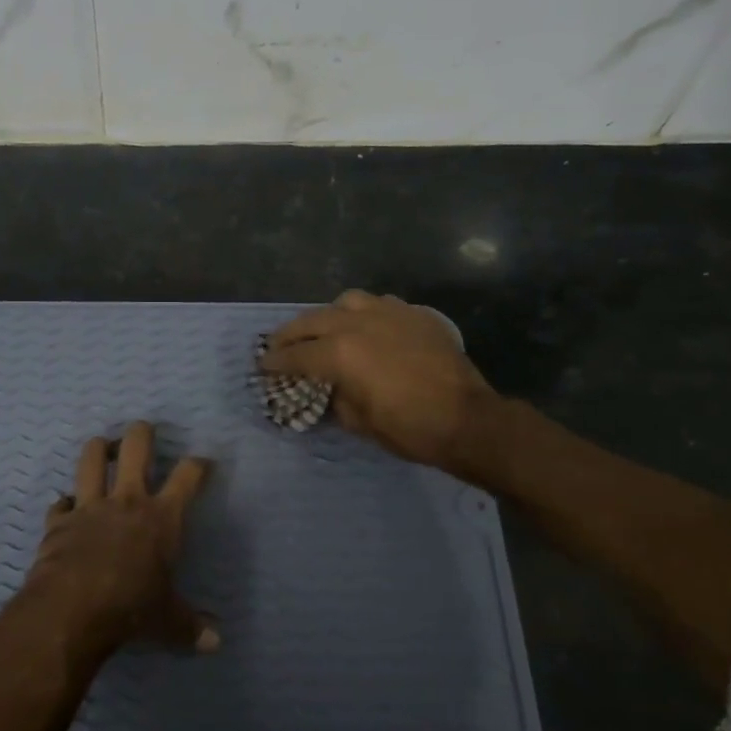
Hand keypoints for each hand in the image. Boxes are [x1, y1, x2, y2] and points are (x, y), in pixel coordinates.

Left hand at [23, 420, 218, 653]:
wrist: (73, 609)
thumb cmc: (132, 608)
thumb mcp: (168, 621)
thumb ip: (191, 627)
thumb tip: (216, 644)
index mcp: (162, 517)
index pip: (188, 477)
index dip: (198, 465)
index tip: (202, 462)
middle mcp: (127, 500)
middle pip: (136, 448)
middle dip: (142, 433)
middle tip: (144, 429)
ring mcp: (89, 506)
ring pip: (91, 459)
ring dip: (97, 449)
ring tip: (101, 446)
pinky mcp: (59, 521)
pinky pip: (60, 503)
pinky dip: (65, 503)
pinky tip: (66, 507)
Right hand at [262, 291, 505, 477]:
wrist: (467, 419)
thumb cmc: (409, 428)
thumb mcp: (359, 422)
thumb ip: (334, 398)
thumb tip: (327, 389)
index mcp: (340, 353)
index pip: (296, 355)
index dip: (275, 362)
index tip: (263, 365)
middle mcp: (358, 324)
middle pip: (312, 321)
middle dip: (290, 333)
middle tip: (277, 343)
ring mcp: (389, 314)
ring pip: (346, 302)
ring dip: (328, 315)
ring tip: (324, 328)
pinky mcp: (414, 315)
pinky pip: (380, 304)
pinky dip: (363, 313)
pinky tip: (365, 327)